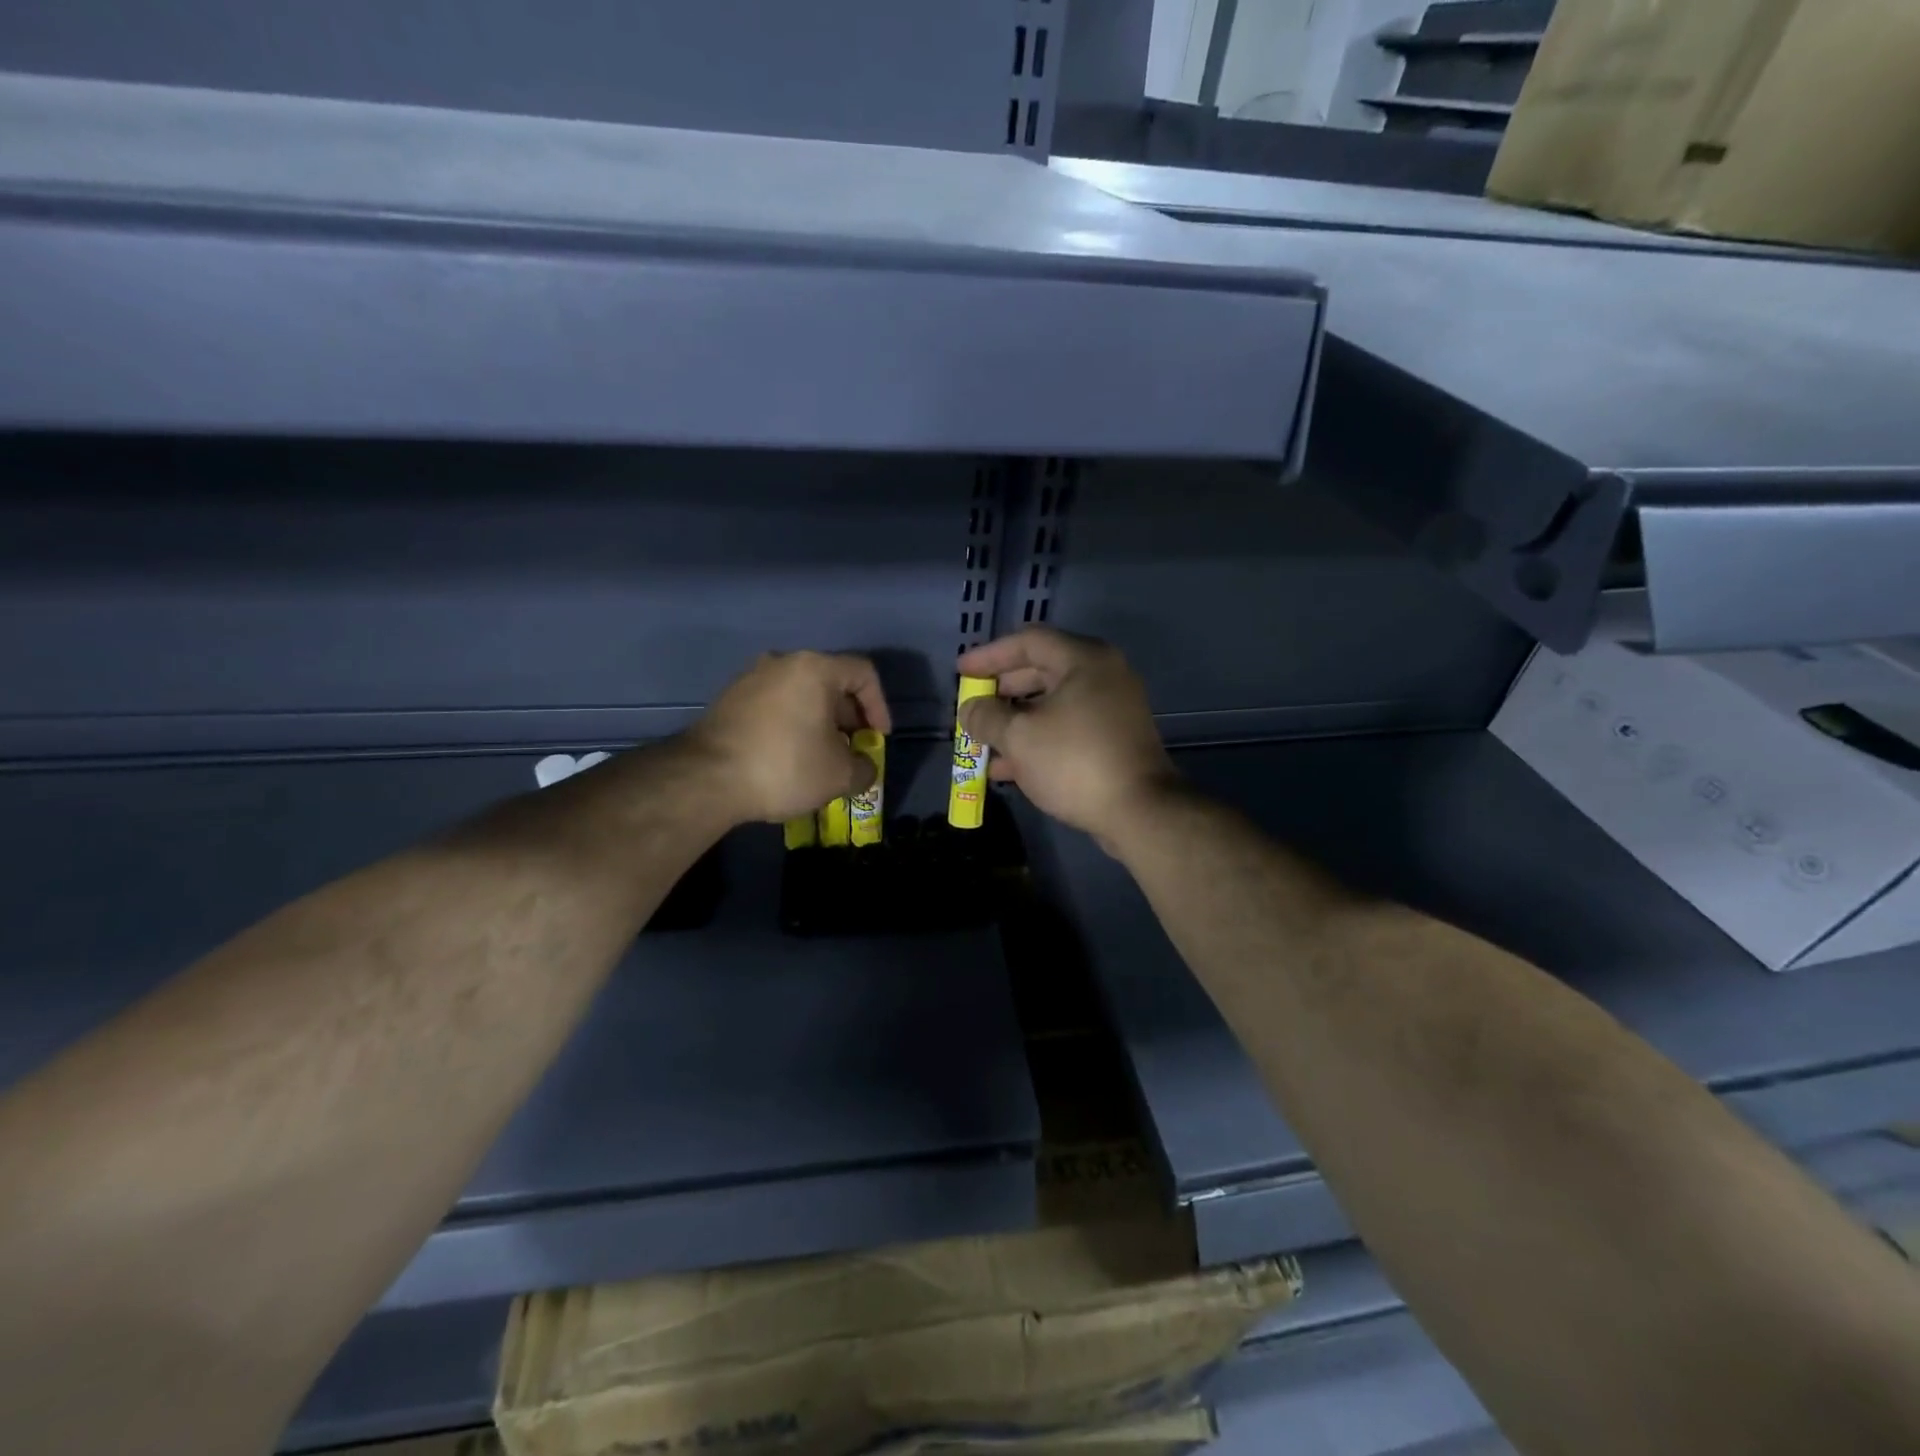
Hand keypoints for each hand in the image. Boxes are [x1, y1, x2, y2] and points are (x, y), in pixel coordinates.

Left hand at [685, 652, 891, 824]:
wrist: (706, 778)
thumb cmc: (785, 766)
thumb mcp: (840, 775)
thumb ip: (865, 768)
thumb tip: (863, 767)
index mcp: (814, 668)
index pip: (863, 673)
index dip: (880, 706)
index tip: (877, 738)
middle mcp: (782, 662)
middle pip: (830, 681)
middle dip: (849, 717)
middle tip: (852, 749)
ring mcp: (750, 678)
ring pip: (800, 694)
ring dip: (819, 722)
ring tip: (822, 757)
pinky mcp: (729, 699)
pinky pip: (774, 705)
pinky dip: (791, 725)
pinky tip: (789, 757)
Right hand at [956, 628, 1176, 845]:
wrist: (1139, 811)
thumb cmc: (1074, 761)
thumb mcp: (1019, 736)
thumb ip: (986, 717)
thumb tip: (969, 709)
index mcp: (1084, 659)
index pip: (1028, 641)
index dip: (989, 655)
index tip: (961, 672)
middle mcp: (1102, 675)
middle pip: (1041, 670)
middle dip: (1001, 691)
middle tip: (972, 706)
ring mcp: (1112, 708)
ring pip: (1052, 704)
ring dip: (1015, 721)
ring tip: (982, 740)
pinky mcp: (1114, 739)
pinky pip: (1067, 728)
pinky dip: (1037, 740)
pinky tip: (1006, 767)